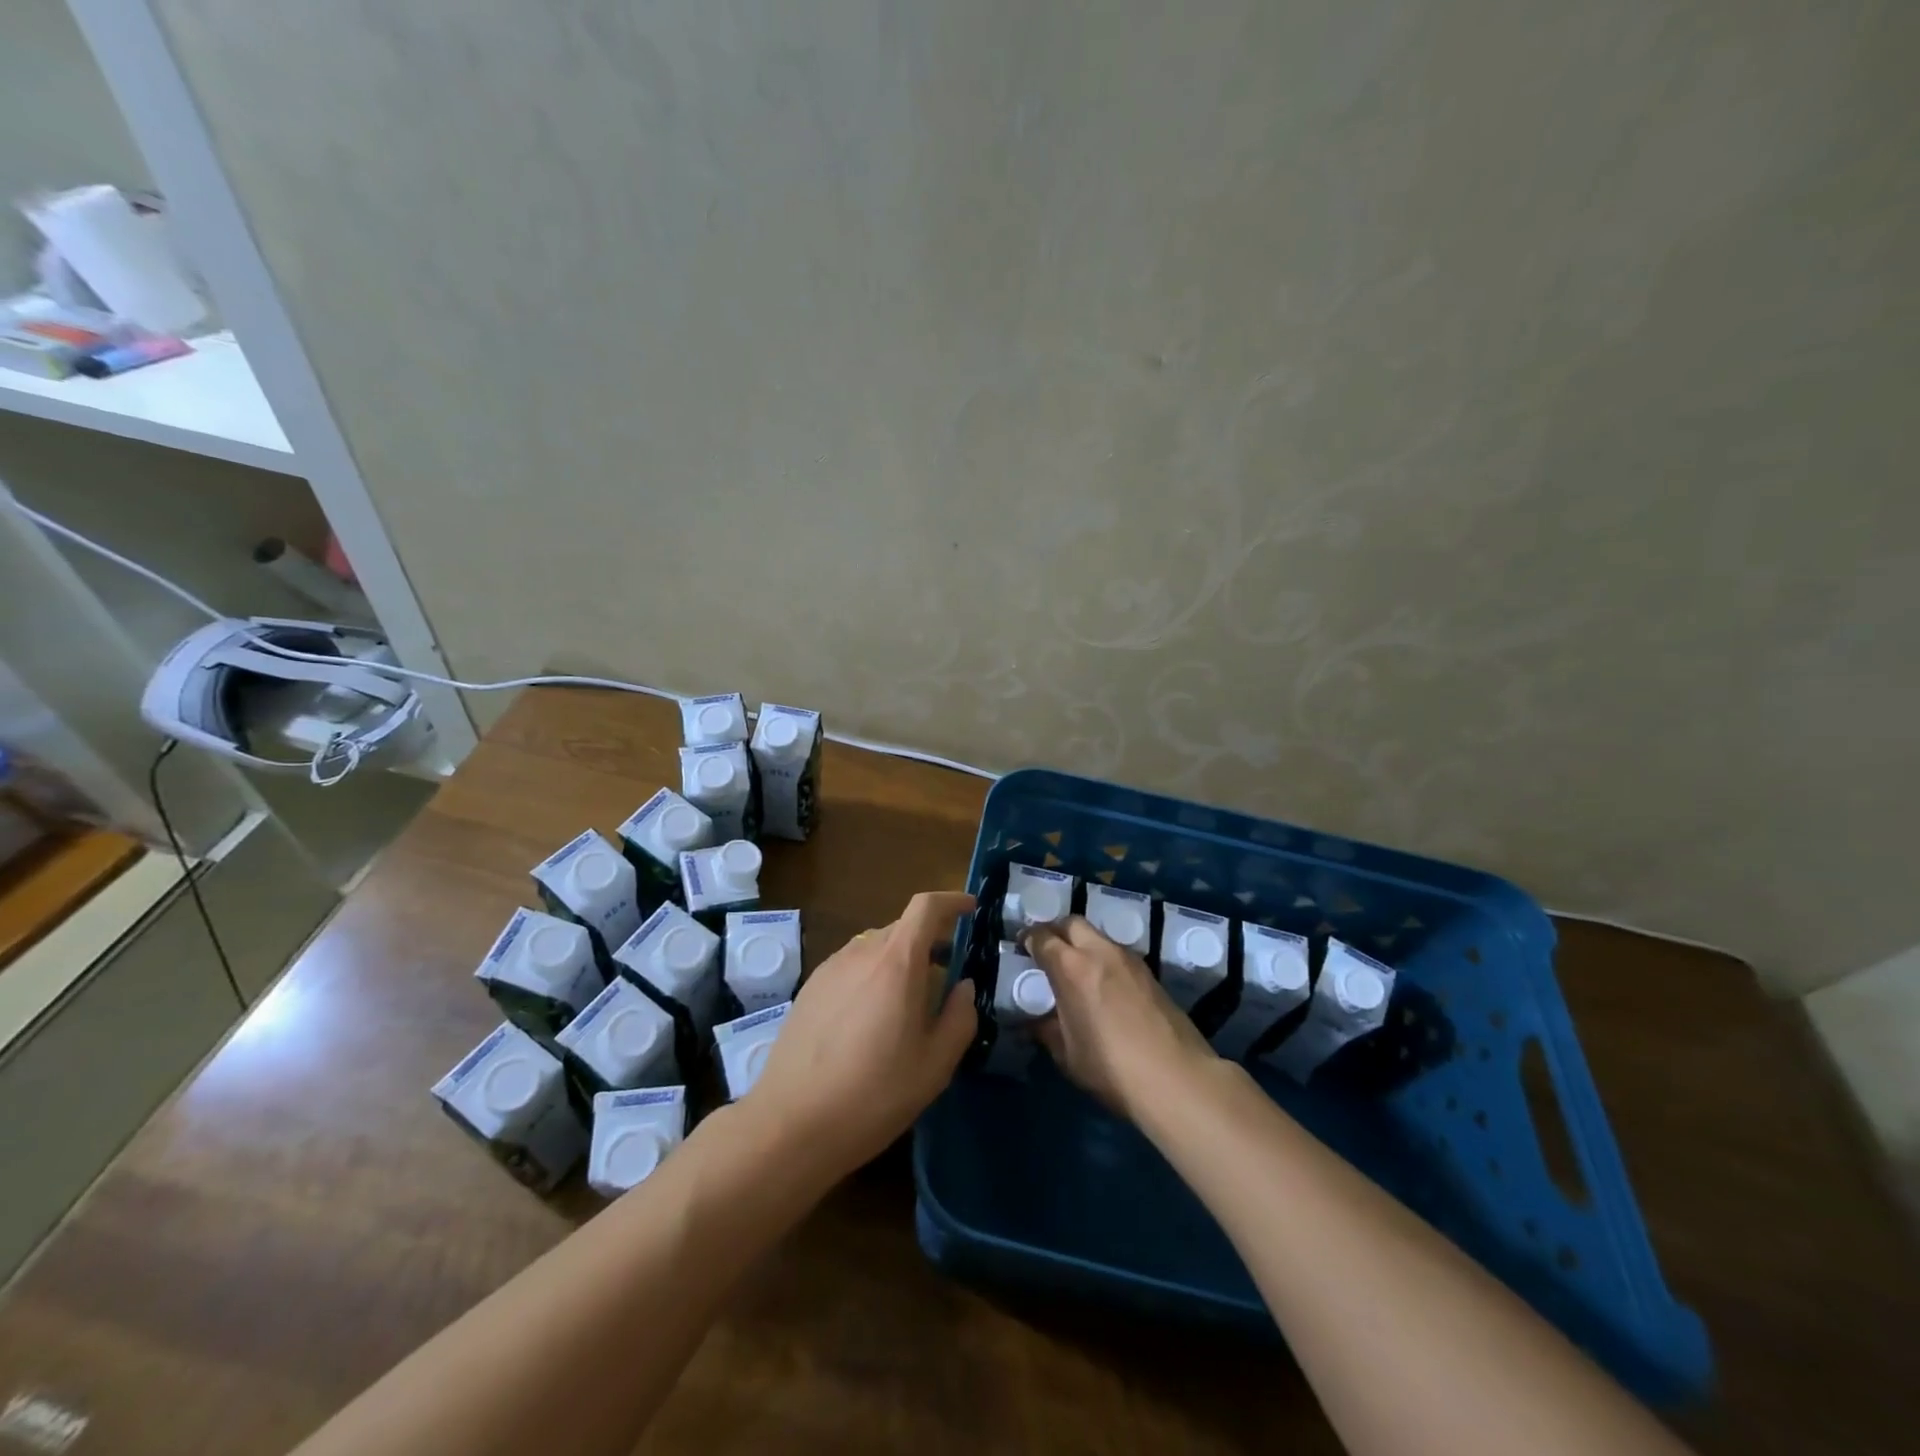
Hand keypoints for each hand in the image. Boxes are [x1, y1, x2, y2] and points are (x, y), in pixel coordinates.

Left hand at [744, 891, 976, 1179]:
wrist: (791, 1124)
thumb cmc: (874, 1094)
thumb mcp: (935, 1065)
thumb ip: (959, 1018)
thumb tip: (963, 988)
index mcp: (897, 962)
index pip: (926, 907)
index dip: (951, 901)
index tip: (971, 909)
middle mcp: (862, 953)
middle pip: (902, 928)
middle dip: (929, 942)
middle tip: (946, 977)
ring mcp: (831, 968)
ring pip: (875, 948)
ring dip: (899, 961)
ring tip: (908, 1004)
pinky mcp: (810, 988)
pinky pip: (851, 966)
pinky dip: (872, 976)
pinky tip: (870, 1021)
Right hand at [1025, 915, 1216, 1121]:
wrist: (1176, 1078)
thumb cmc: (1111, 1067)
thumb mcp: (1067, 1054)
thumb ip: (1046, 1030)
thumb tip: (1033, 1022)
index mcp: (1071, 967)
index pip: (1042, 937)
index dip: (1028, 939)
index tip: (1021, 947)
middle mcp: (1100, 951)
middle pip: (1072, 923)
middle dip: (1056, 931)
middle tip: (1047, 952)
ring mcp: (1129, 959)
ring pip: (1097, 935)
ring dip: (1082, 943)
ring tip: (1076, 969)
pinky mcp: (1149, 972)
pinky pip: (1117, 952)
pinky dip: (1103, 958)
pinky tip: (1103, 985)